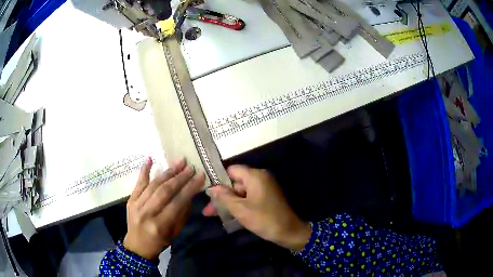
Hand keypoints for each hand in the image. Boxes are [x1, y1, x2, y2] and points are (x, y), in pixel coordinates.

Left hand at [123, 157, 204, 259]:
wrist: (137, 246)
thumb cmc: (160, 241)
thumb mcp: (175, 232)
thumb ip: (182, 213)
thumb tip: (190, 193)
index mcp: (160, 224)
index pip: (177, 202)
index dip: (190, 188)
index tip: (200, 176)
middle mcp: (147, 212)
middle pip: (165, 191)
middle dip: (179, 177)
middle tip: (190, 167)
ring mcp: (136, 204)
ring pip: (153, 184)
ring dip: (167, 172)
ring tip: (179, 162)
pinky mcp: (130, 199)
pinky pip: (138, 183)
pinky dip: (144, 170)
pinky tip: (150, 159)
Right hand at [204, 165, 310, 250]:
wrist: (289, 231)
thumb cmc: (264, 219)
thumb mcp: (240, 209)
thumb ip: (224, 197)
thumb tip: (211, 188)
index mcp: (255, 176)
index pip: (231, 170)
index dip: (218, 179)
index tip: (207, 191)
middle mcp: (260, 178)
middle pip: (235, 182)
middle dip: (221, 196)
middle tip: (208, 210)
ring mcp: (264, 188)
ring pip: (240, 192)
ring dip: (228, 202)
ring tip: (212, 214)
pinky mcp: (266, 197)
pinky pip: (248, 197)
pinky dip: (238, 204)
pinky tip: (226, 214)